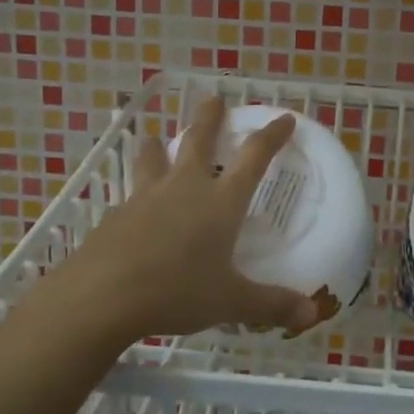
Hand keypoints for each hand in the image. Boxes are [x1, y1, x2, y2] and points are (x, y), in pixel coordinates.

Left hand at [41, 96, 320, 346]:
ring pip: (152, 158)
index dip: (272, 136)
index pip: (254, 157)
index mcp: (220, 202)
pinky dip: (136, 192)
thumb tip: (311, 315)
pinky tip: (132, 207)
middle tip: (213, 98)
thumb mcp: (230, 302)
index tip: (284, 118)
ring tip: (153, 137)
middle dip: (208, 118)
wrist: (102, 296)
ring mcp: (145, 198)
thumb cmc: (177, 291)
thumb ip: (271, 305)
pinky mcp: (116, 215)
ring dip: (156, 145)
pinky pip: (130, 194)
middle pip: (197, 140)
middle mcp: (184, 188)